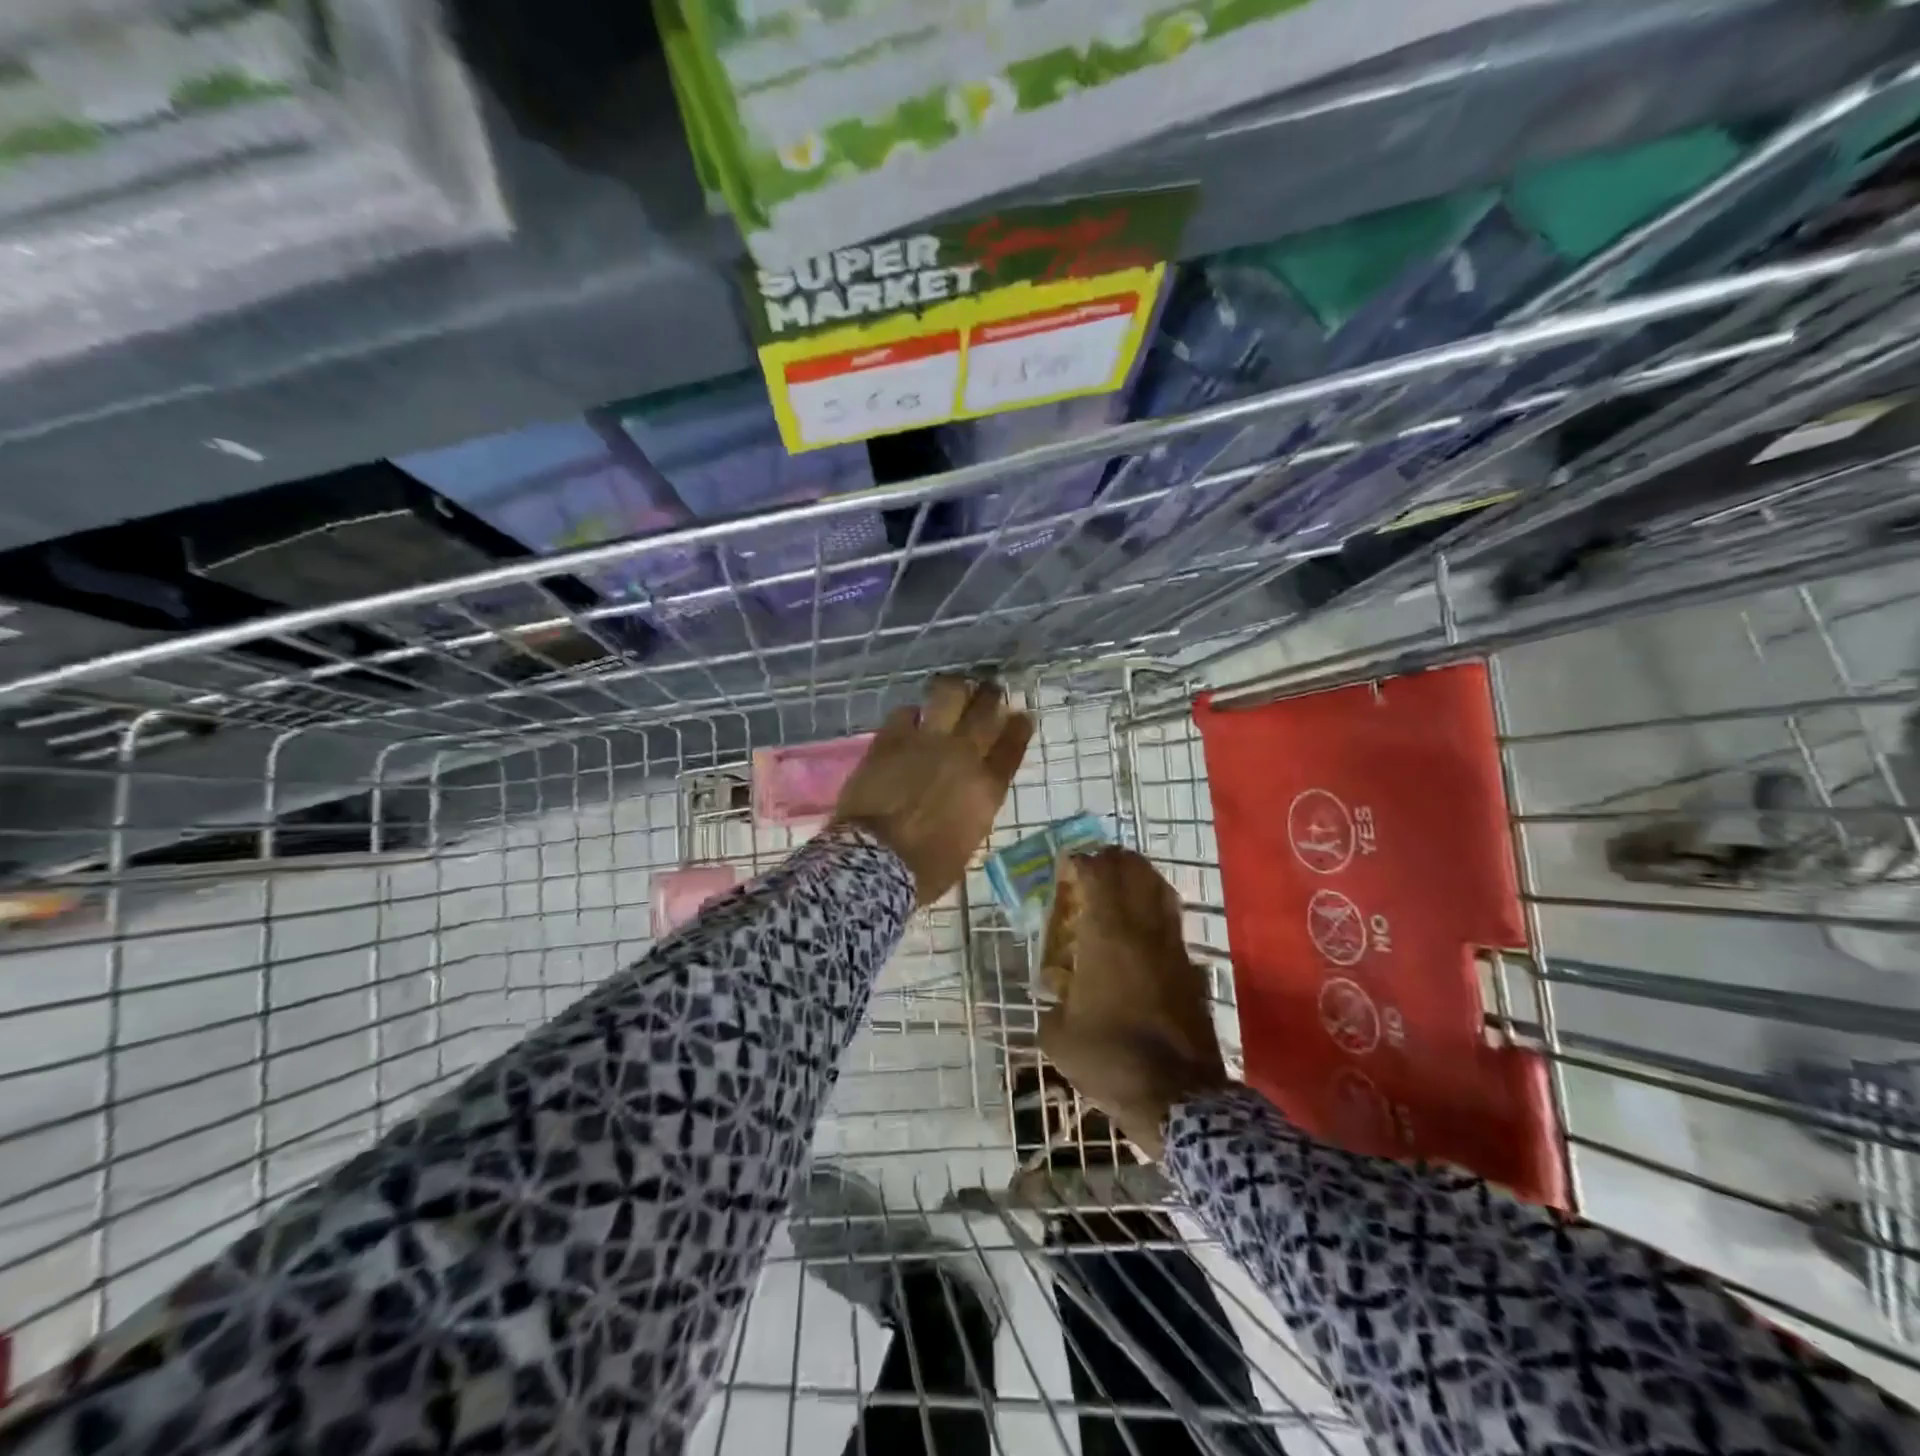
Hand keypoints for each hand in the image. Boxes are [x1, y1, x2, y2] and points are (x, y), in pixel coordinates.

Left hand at [833, 676, 1031, 906]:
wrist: (877, 862)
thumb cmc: (926, 870)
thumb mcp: (967, 844)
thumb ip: (973, 811)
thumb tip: (968, 798)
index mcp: (987, 788)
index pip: (1012, 746)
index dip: (1019, 727)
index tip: (1021, 715)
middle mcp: (964, 756)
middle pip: (986, 711)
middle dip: (992, 697)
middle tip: (991, 691)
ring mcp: (927, 742)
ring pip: (950, 694)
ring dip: (956, 689)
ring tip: (955, 689)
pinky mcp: (892, 738)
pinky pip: (906, 711)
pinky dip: (913, 713)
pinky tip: (911, 719)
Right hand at [1039, 847, 1229, 1158]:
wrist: (1177, 1096)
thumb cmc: (1109, 1059)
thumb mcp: (1058, 1036)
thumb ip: (1053, 1006)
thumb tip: (1055, 998)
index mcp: (1107, 935)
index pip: (1098, 874)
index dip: (1081, 862)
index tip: (1067, 866)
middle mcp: (1143, 930)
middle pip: (1135, 871)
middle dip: (1113, 861)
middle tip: (1093, 867)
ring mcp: (1173, 947)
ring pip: (1161, 892)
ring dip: (1140, 879)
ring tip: (1121, 886)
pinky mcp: (1192, 969)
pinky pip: (1173, 924)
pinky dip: (1157, 914)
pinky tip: (1143, 933)